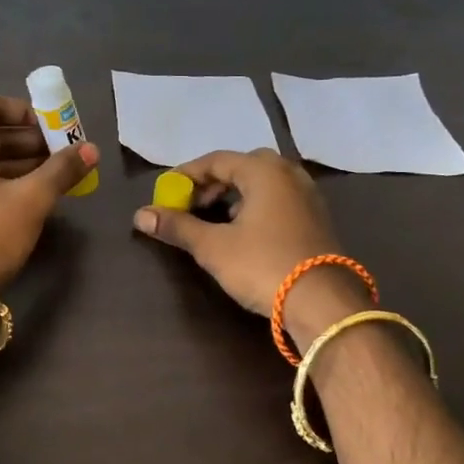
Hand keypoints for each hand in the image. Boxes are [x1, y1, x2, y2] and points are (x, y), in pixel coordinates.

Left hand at [0, 96, 97, 291]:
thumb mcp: (29, 200)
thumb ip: (61, 171)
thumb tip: (91, 150)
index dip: (22, 110)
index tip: (52, 124)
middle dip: (28, 139)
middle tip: (63, 150)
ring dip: (20, 162)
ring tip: (58, 172)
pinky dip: (6, 182)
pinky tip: (35, 194)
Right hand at [133, 149, 364, 329]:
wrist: (323, 303)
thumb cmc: (263, 265)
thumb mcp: (212, 247)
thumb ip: (177, 226)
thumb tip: (140, 214)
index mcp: (264, 171)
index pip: (215, 160)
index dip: (186, 175)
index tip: (165, 193)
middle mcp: (289, 174)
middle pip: (241, 167)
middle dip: (212, 183)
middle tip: (191, 205)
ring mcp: (308, 196)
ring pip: (262, 184)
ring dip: (234, 195)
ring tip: (213, 220)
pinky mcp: (316, 219)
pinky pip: (278, 200)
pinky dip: (255, 207)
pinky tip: (243, 233)